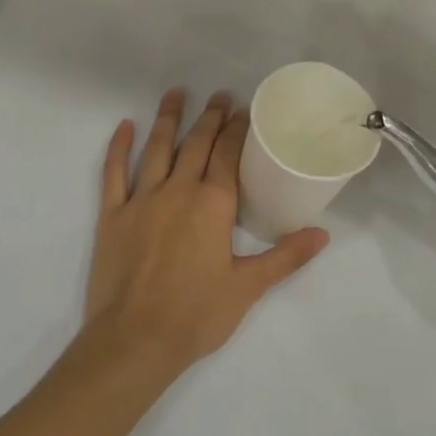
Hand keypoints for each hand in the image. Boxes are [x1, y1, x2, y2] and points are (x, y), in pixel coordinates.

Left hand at [79, 90, 328, 380]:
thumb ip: (286, 257)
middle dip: (210, 117)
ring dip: (167, 119)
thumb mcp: (248, 288)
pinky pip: (114, 173)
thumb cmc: (195, 316)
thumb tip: (323, 234)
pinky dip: (119, 147)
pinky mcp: (112, 215)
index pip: (227, 154)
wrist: (133, 342)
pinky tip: (124, 126)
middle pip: (196, 144)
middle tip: (219, 95)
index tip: (244, 109)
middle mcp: (177, 190)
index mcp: (212, 204)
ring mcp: (141, 200)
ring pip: (157, 148)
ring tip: (176, 93)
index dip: (236, 129)